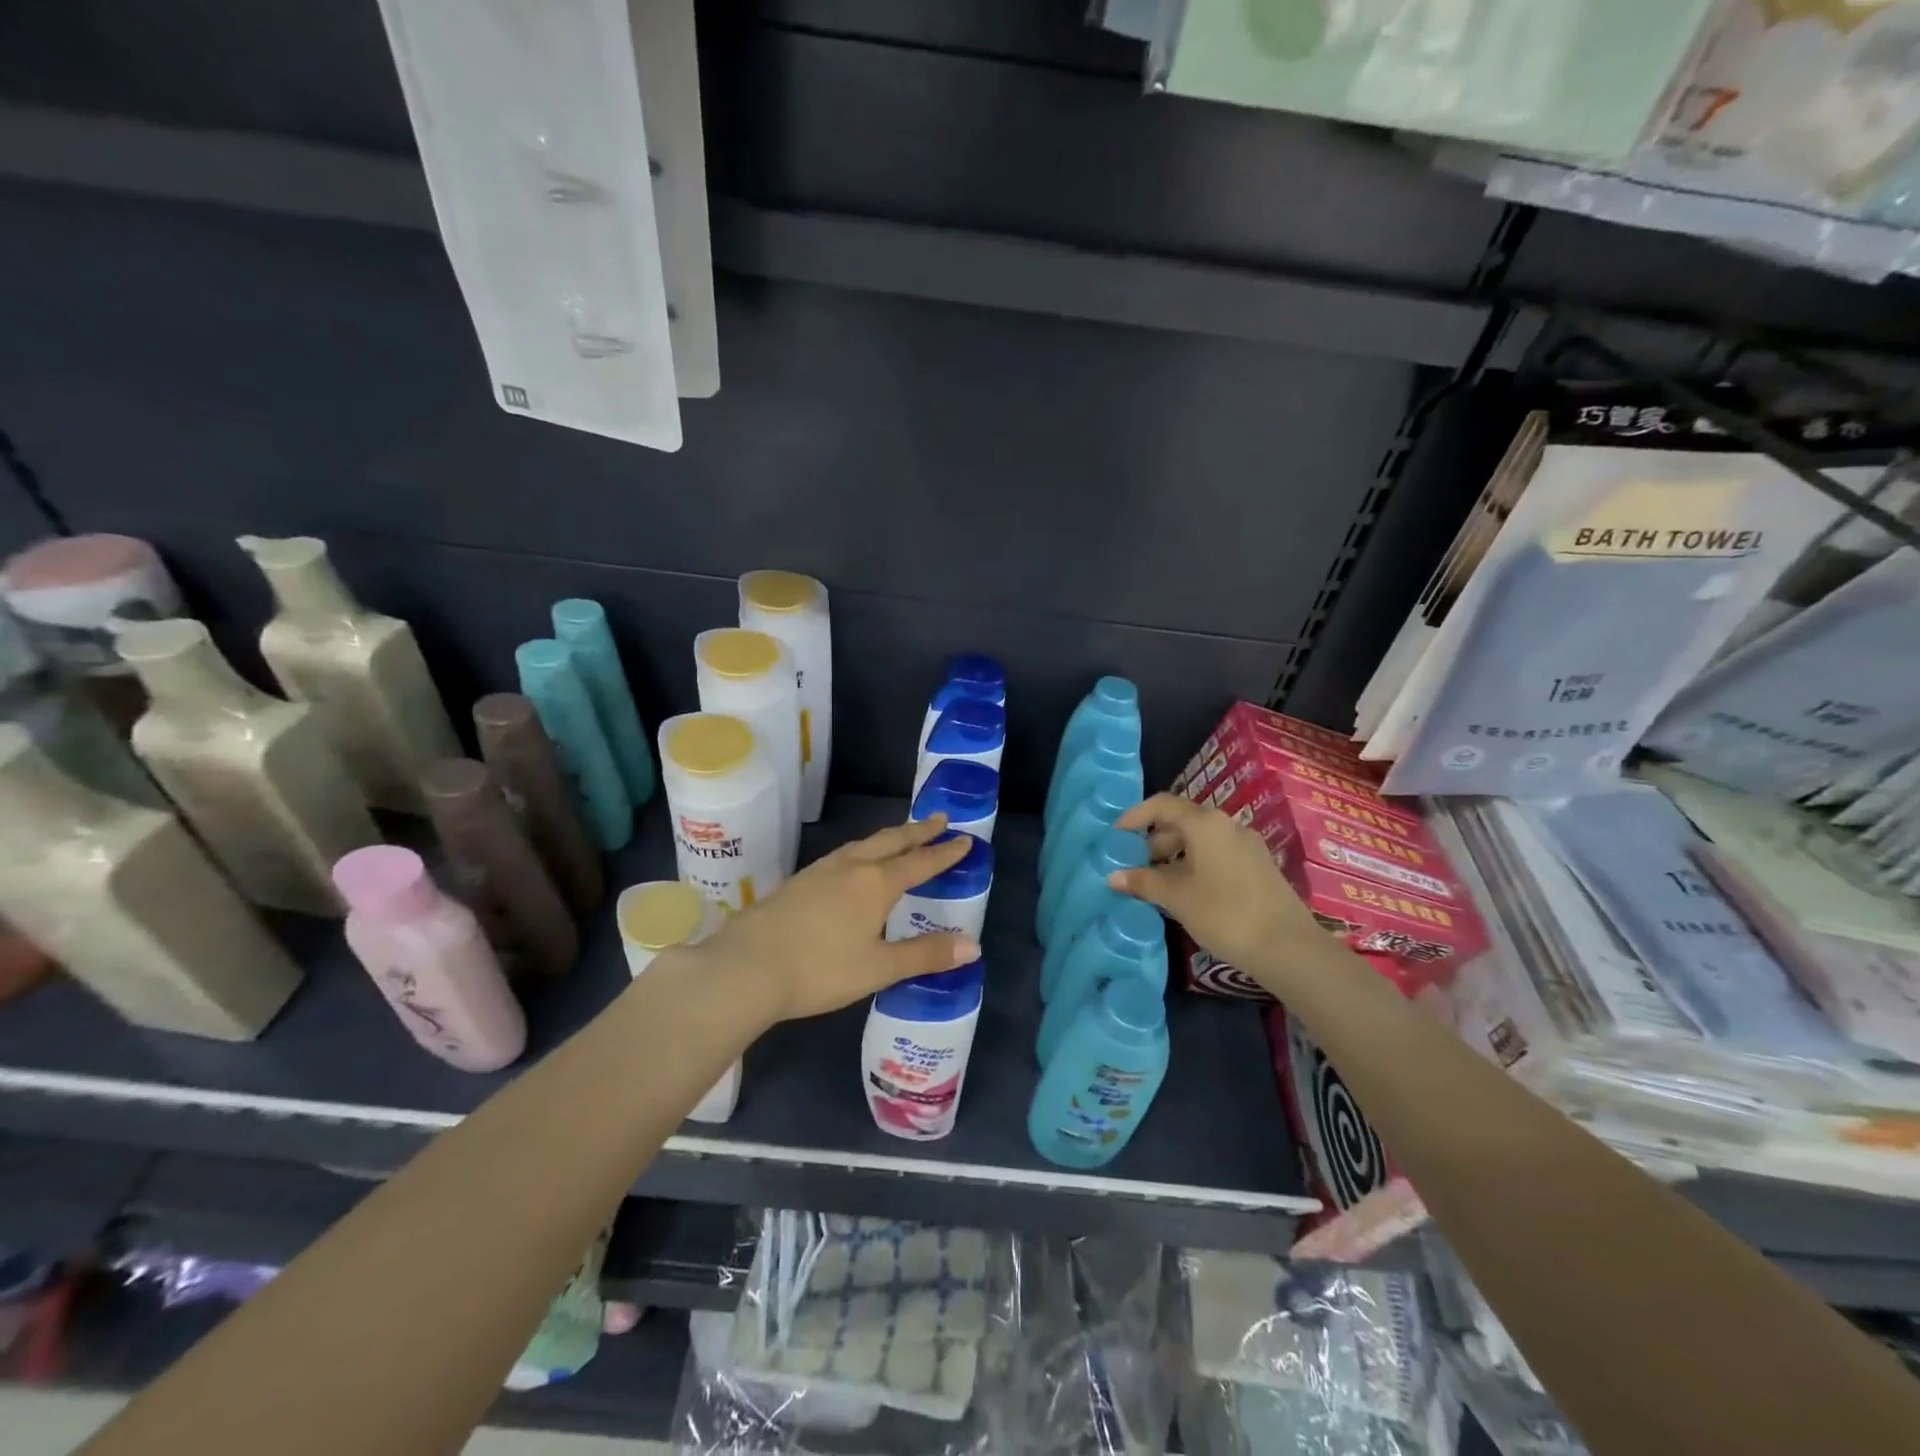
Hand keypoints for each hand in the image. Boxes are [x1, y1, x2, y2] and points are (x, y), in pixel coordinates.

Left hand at [696, 815, 978, 1022]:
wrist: (746, 967)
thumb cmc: (820, 969)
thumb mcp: (878, 967)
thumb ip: (925, 955)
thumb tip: (973, 946)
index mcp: (876, 884)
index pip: (920, 863)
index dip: (944, 852)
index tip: (965, 839)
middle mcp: (851, 867)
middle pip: (891, 841)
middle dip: (918, 831)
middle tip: (940, 819)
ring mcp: (821, 871)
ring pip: (863, 844)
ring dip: (888, 837)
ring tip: (900, 836)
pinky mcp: (798, 881)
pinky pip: (842, 854)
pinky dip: (862, 849)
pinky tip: (853, 862)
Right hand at [1107, 793, 1325, 975]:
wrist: (1289, 948)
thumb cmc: (1225, 914)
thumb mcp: (1177, 898)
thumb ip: (1143, 882)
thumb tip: (1113, 876)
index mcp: (1205, 824)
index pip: (1162, 805)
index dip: (1135, 816)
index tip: (1116, 836)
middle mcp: (1227, 825)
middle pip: (1181, 822)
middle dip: (1153, 841)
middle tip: (1133, 866)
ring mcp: (1247, 846)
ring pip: (1200, 840)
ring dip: (1173, 856)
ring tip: (1156, 884)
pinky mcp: (1258, 867)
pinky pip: (1217, 855)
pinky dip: (1194, 865)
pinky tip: (1185, 893)